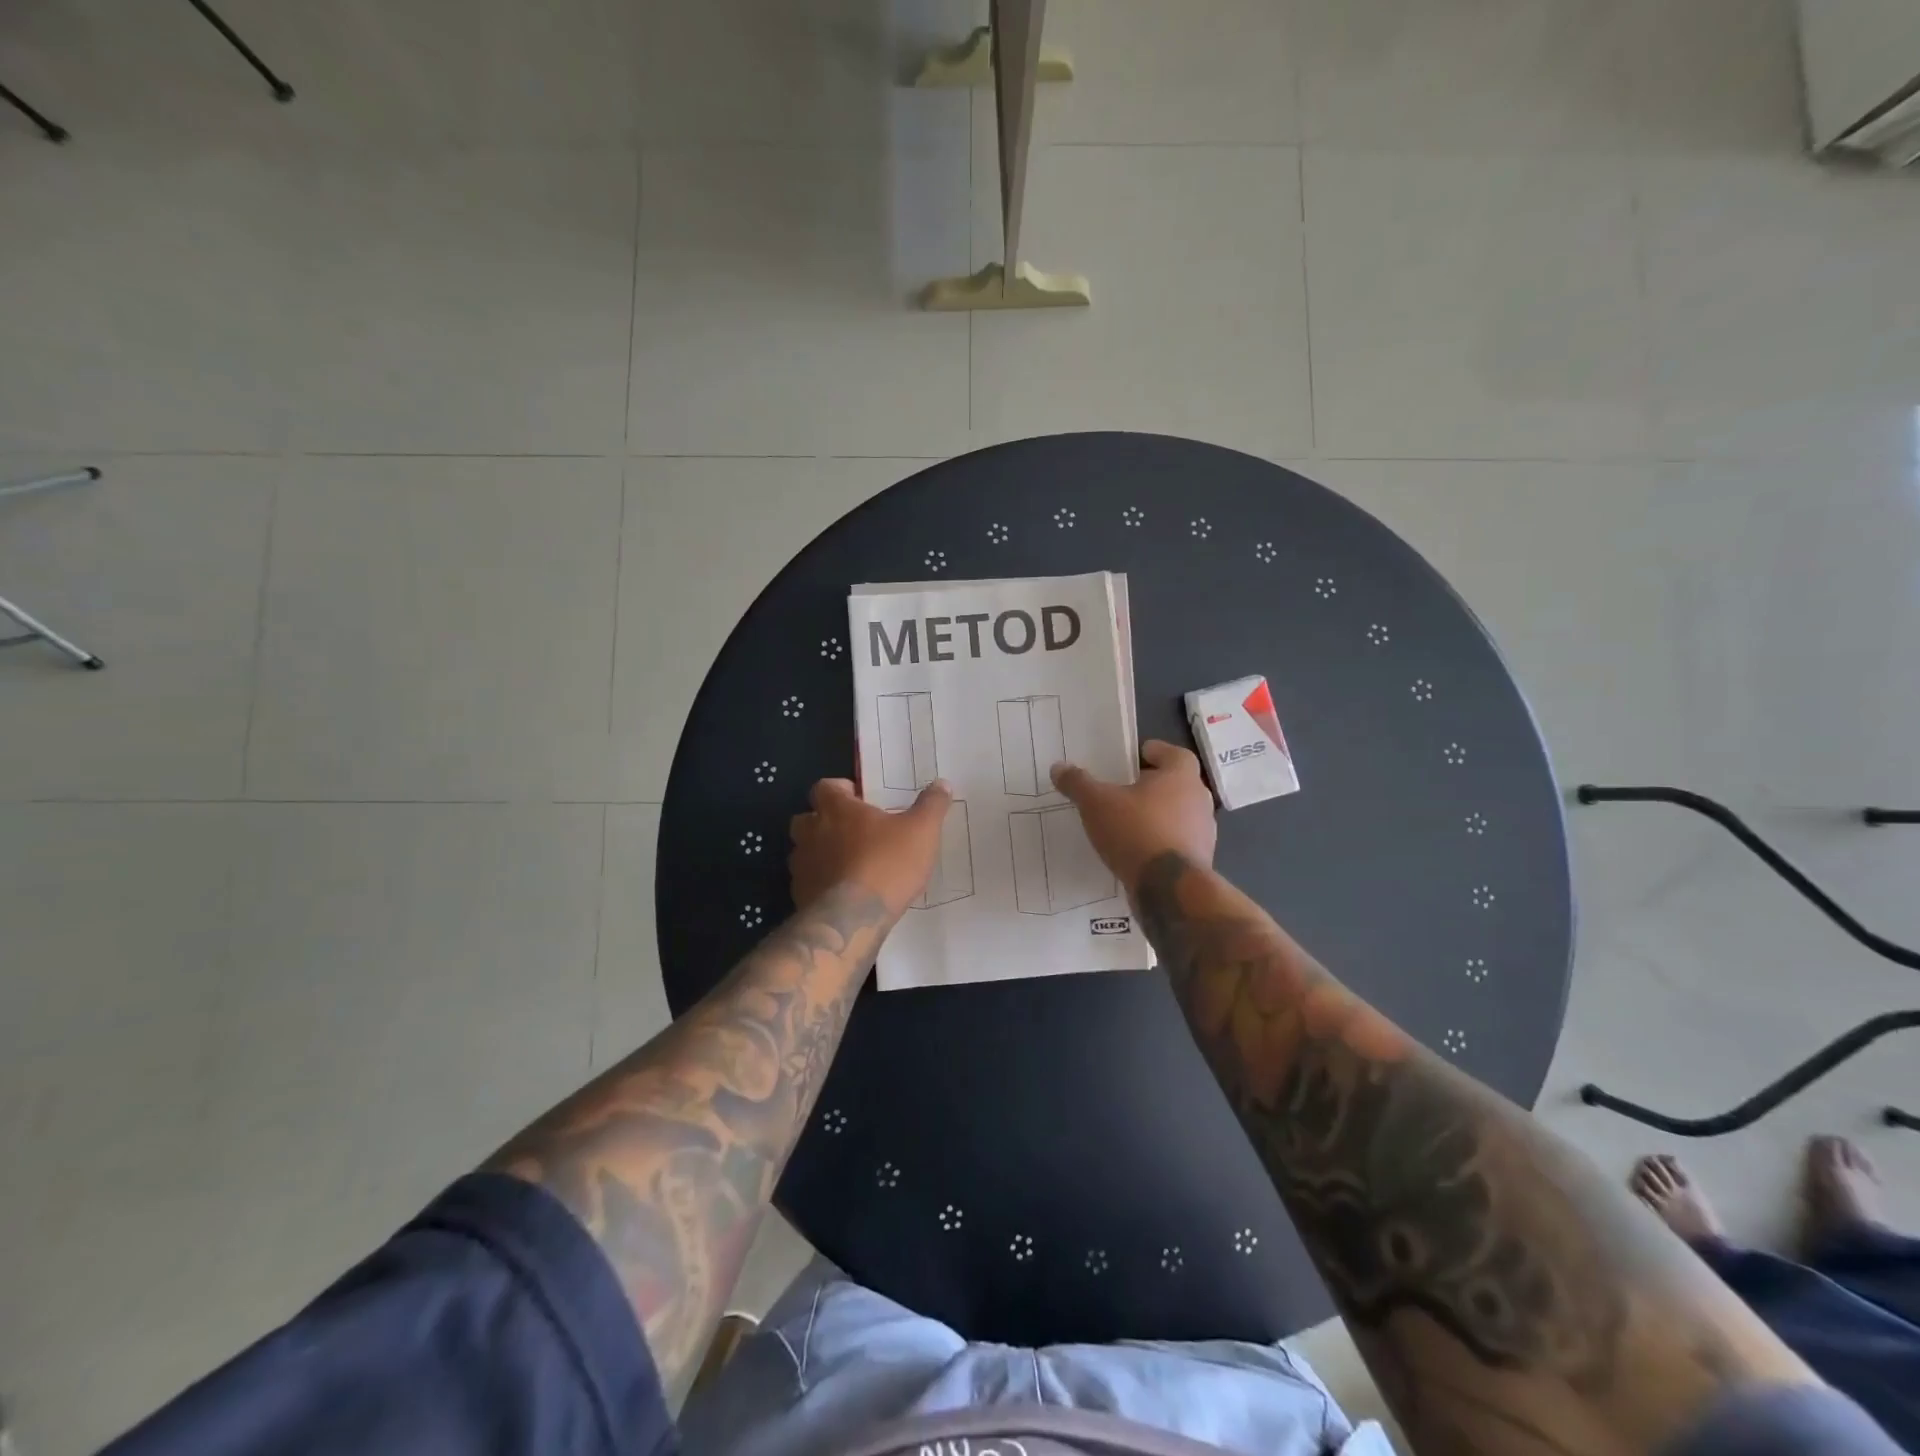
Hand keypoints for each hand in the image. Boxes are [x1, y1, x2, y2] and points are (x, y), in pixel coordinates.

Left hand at [790, 777, 953, 914]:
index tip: (858, 798)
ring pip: (804, 852)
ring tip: (848, 864)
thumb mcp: (921, 831)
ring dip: (820, 854)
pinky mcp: (800, 896)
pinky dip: (821, 883)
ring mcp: (802, 866)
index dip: (839, 790)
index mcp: (837, 810)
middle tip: (851, 831)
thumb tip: (942, 783)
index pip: (824, 787)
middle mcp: (812, 833)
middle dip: (823, 822)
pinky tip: (843, 893)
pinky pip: (808, 882)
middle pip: (806, 819)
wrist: (853, 918)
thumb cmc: (887, 864)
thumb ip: (931, 805)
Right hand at [1050, 740, 1216, 886]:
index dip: (1156, 753)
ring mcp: (1203, 833)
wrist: (1169, 888)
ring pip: (1179, 815)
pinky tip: (1136, 851)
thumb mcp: (1097, 803)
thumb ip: (1078, 783)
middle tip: (1126, 789)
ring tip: (1128, 822)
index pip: (1175, 754)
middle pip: (1178, 785)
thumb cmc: (1136, 831)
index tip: (1137, 756)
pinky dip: (1160, 842)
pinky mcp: (1199, 861)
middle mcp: (1199, 800)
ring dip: (1158, 816)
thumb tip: (1058, 767)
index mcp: (1181, 776)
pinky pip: (1177, 843)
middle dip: (1154, 786)